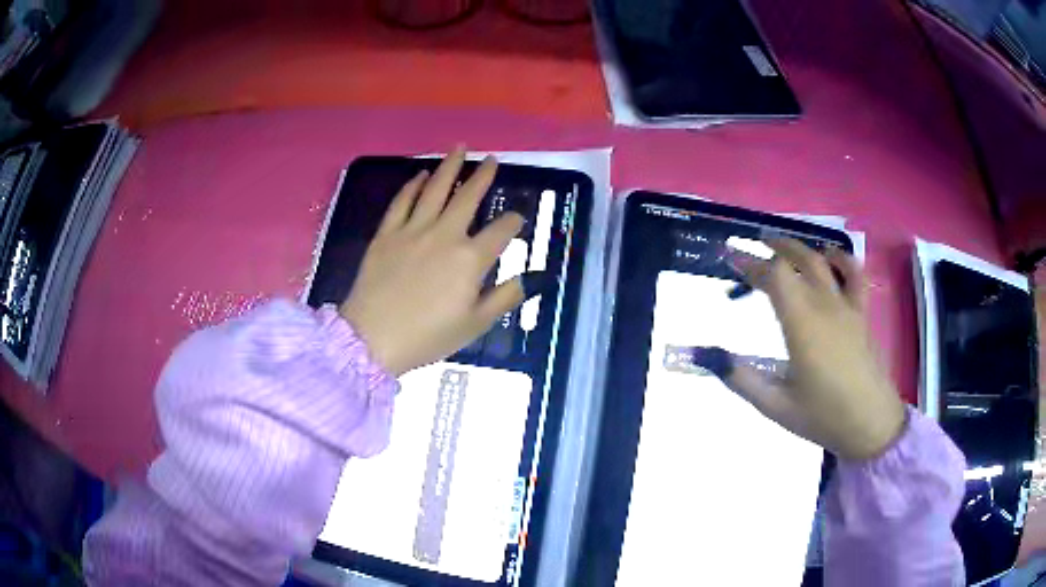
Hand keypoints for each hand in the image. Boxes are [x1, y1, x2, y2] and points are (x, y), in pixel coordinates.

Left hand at [340, 147, 527, 375]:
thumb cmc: (428, 336)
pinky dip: (412, 186)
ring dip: (449, 167)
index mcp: (470, 259)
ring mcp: (413, 230)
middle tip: (492, 159)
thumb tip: (521, 279)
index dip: (513, 221)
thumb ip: (503, 299)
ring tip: (459, 149)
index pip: (501, 231)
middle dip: (483, 176)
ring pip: (434, 189)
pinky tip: (420, 175)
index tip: (517, 218)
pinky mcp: (387, 234)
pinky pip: (402, 202)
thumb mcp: (475, 326)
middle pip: (468, 197)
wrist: (373, 338)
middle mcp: (445, 235)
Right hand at [702, 239, 905, 460]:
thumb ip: (741, 379)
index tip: (730, 256)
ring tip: (784, 244)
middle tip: (753, 246)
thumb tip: (706, 356)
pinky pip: (855, 275)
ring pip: (823, 262)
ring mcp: (847, 307)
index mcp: (802, 326)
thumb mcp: (776, 406)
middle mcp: (824, 307)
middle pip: (797, 261)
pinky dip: (842, 259)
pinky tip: (831, 256)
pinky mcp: (862, 314)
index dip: (750, 262)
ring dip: (801, 248)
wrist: (871, 424)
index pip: (775, 277)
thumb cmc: (823, 417)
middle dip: (773, 248)